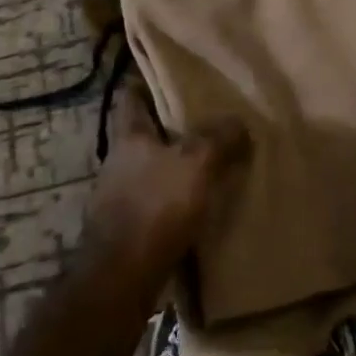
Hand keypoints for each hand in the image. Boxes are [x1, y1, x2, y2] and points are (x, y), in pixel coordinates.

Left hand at [86, 87, 248, 271]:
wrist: (121, 279)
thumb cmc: (156, 207)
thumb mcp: (196, 163)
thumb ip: (219, 139)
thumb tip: (238, 122)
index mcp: (129, 136)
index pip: (131, 96)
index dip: (146, 83)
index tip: (170, 75)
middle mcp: (117, 162)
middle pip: (142, 133)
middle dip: (168, 126)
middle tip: (204, 118)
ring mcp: (117, 197)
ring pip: (148, 168)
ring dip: (171, 164)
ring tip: (207, 161)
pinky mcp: (126, 229)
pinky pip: (153, 201)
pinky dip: (171, 197)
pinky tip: (196, 203)